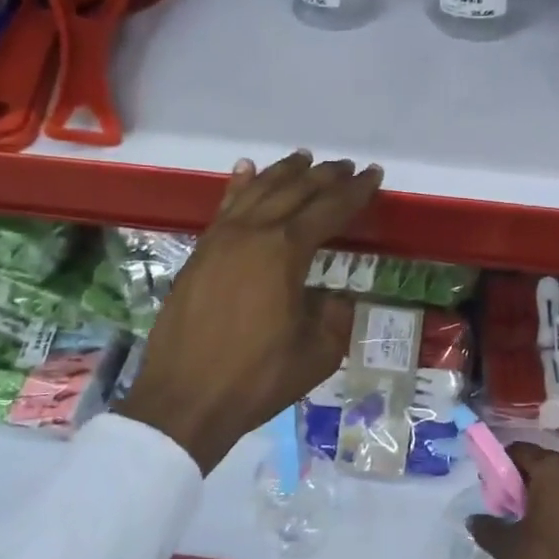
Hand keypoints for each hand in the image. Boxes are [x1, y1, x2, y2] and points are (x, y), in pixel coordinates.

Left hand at [118, 152, 382, 472]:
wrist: (185, 398)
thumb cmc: (257, 378)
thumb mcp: (318, 352)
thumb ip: (333, 315)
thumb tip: (333, 297)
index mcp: (285, 252)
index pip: (328, 210)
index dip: (355, 192)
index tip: (373, 175)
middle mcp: (252, 233)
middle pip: (294, 191)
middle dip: (324, 176)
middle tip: (346, 166)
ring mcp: (220, 240)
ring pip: (257, 191)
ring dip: (284, 173)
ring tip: (304, 159)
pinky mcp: (199, 253)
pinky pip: (224, 207)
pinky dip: (240, 186)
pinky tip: (246, 170)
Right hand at [467, 444, 558, 558]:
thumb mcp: (510, 548)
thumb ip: (486, 527)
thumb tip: (473, 519)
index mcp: (553, 469)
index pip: (519, 451)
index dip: (501, 466)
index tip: (492, 489)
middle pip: (542, 463)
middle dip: (523, 481)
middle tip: (509, 508)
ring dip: (545, 492)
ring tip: (531, 522)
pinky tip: (554, 530)